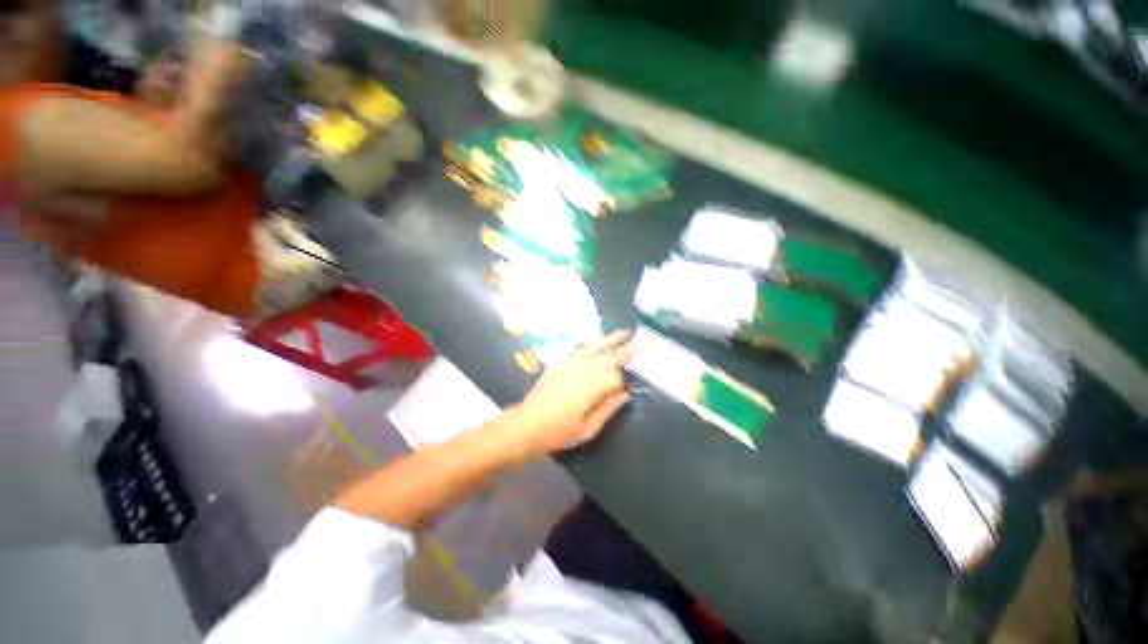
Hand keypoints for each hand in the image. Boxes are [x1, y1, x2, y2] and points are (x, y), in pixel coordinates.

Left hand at [507, 331, 634, 456]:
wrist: (526, 425)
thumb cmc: (558, 432)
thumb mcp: (587, 429)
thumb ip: (608, 409)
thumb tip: (626, 394)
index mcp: (592, 388)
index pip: (616, 377)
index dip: (625, 380)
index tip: (630, 386)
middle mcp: (583, 370)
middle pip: (609, 356)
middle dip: (627, 349)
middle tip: (643, 343)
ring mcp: (570, 364)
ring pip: (595, 347)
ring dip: (611, 339)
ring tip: (625, 332)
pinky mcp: (560, 363)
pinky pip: (578, 348)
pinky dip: (590, 342)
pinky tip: (596, 340)